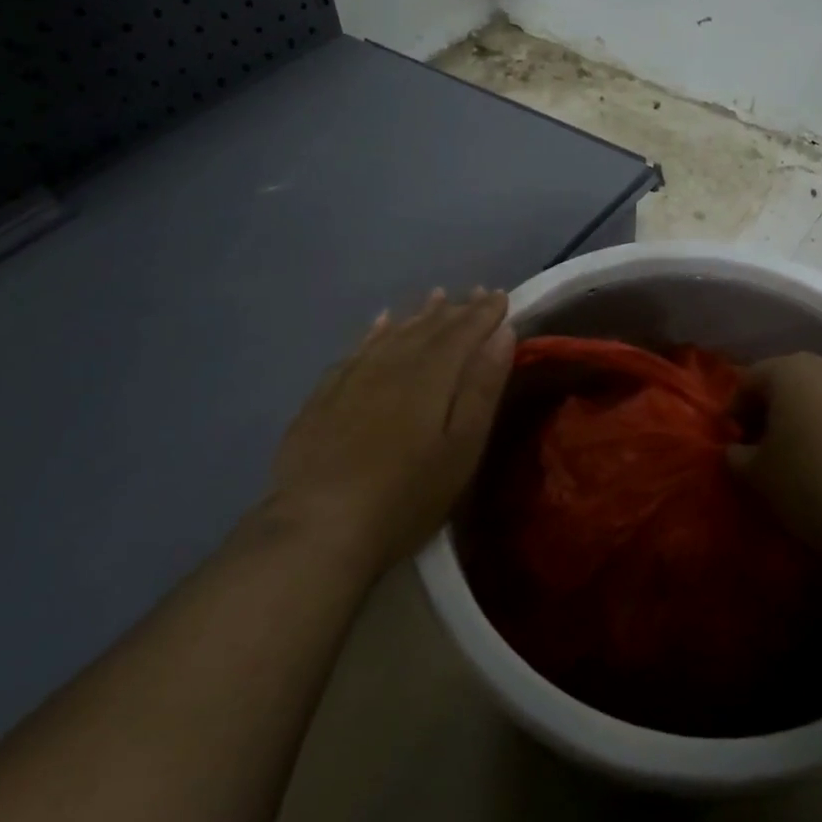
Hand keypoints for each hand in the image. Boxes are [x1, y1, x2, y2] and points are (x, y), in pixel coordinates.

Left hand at [263, 289, 514, 579]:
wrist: (319, 528)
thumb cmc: (406, 496)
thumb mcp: (461, 448)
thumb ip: (482, 387)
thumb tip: (503, 332)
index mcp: (430, 375)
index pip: (463, 331)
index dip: (484, 313)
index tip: (501, 296)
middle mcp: (392, 364)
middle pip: (429, 328)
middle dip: (457, 310)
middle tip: (477, 294)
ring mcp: (353, 377)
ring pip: (393, 333)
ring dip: (419, 315)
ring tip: (437, 298)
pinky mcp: (325, 396)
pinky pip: (357, 349)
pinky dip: (375, 332)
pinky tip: (381, 324)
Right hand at [729, 353, 821, 569]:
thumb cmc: (816, 484)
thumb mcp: (759, 477)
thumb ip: (738, 456)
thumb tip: (738, 450)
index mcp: (792, 371)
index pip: (749, 379)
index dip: (734, 410)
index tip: (732, 443)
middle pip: (789, 382)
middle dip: (771, 412)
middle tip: (761, 450)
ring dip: (806, 421)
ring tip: (800, 461)